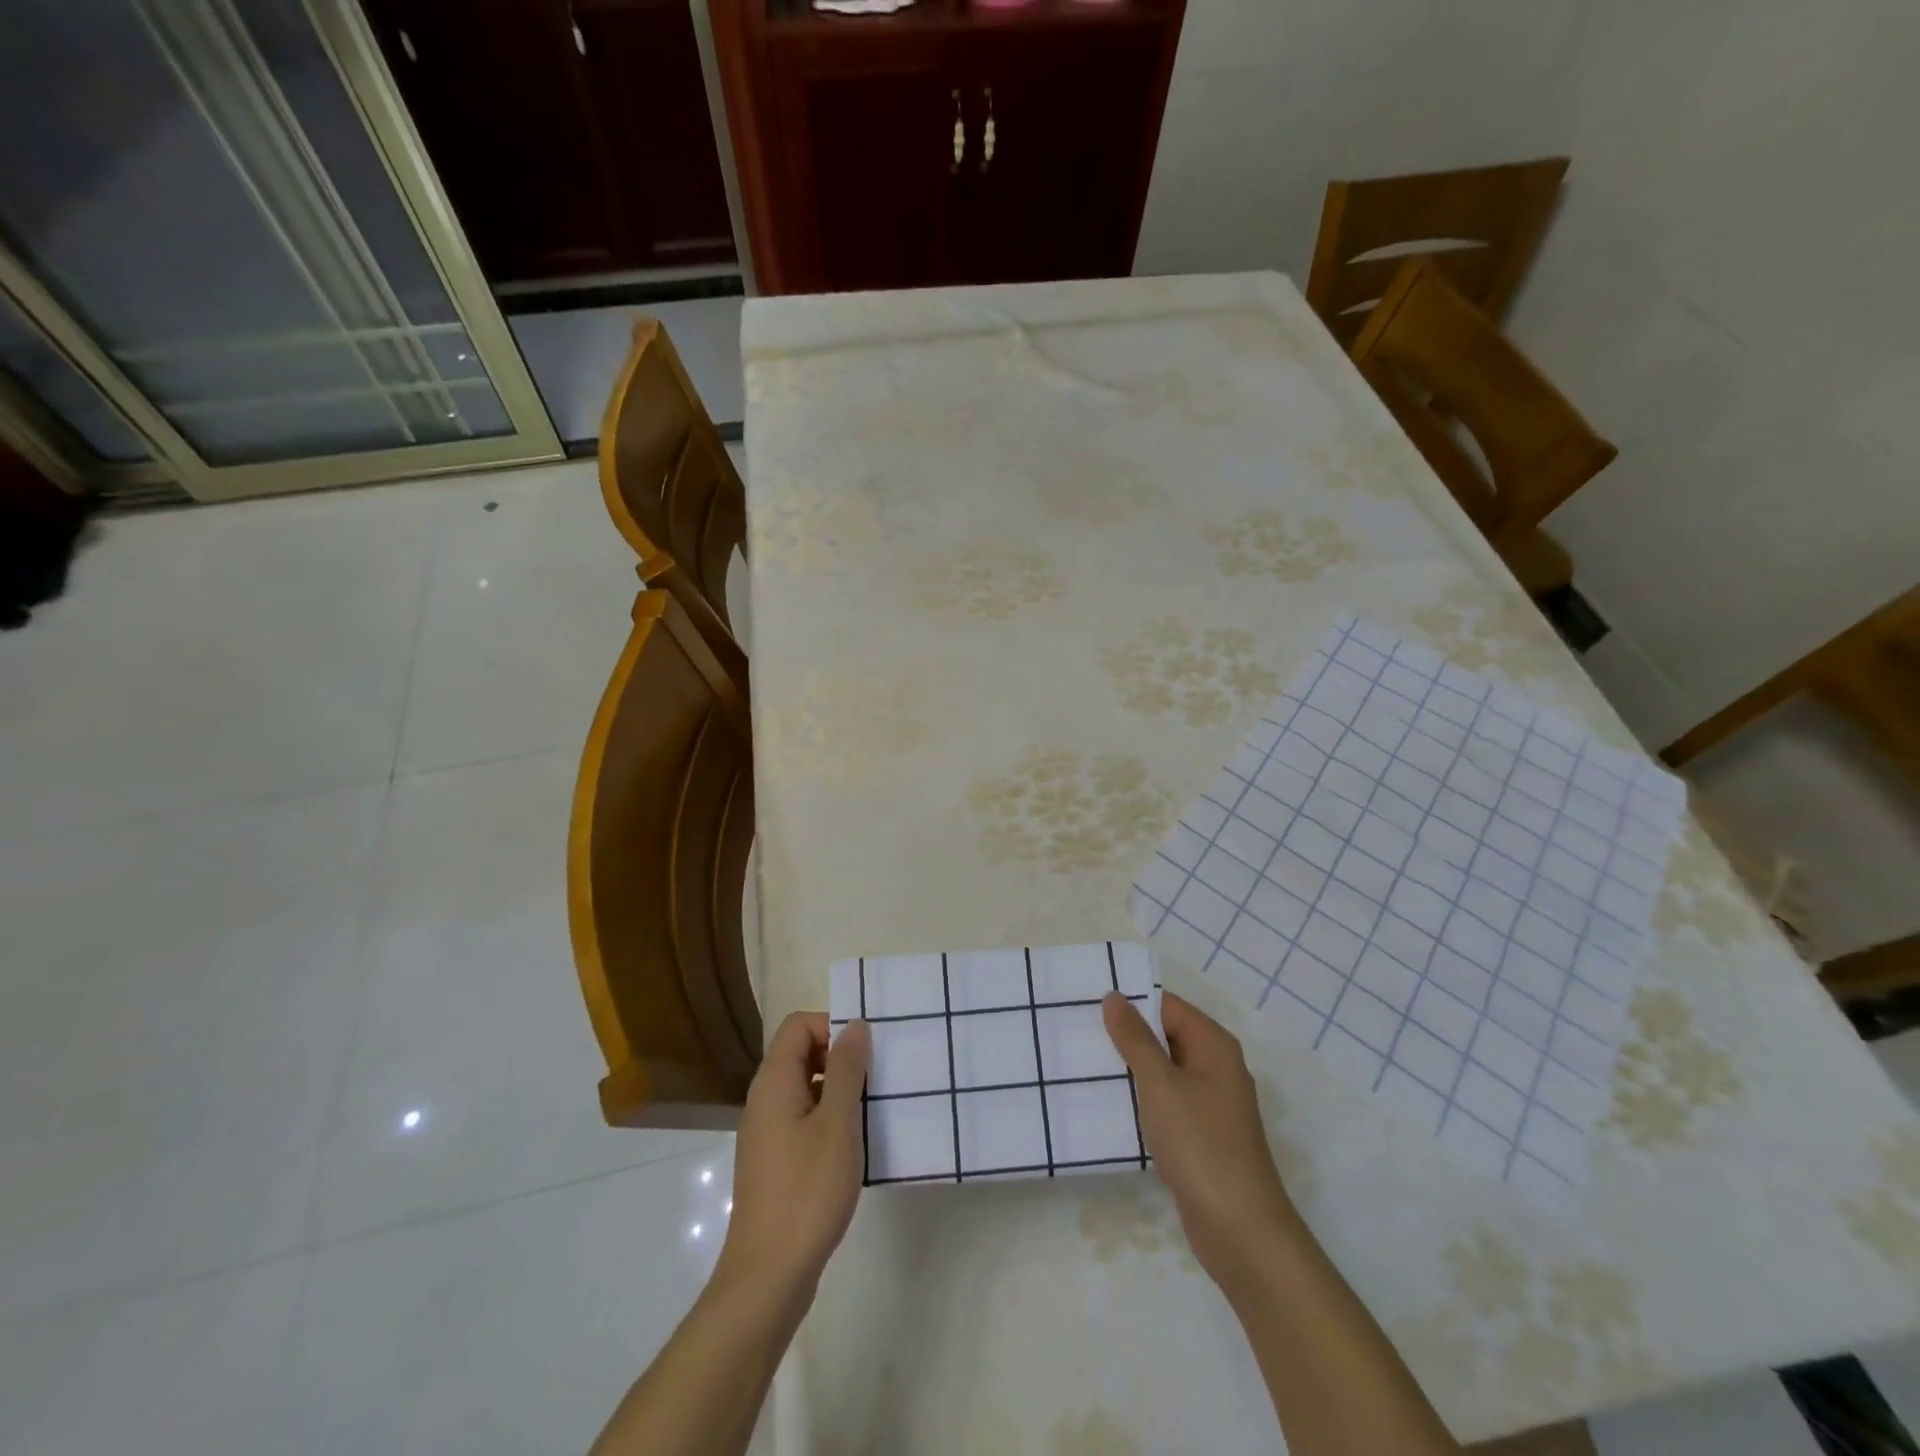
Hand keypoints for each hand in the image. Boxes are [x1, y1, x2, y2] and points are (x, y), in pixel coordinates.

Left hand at [717, 1013, 870, 1301]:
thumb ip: (847, 1070)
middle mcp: (764, 1100)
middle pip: (800, 1053)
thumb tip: (855, 1025)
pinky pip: (803, 1118)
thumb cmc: (806, 1191)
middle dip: (840, 1056)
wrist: (768, 1276)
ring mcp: (767, 1132)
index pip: (798, 1025)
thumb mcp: (837, 1123)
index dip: (832, 1025)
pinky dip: (829, 1118)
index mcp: (774, 1082)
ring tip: (874, 1109)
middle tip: (877, 1077)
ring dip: (838, 1089)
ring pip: (805, 1087)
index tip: (865, 1052)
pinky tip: (855, 1144)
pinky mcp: (775, 1161)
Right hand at [1103, 990, 1300, 1292]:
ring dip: (1131, 1068)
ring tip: (1083, 1063)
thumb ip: (1135, 1039)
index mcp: (1213, 1045)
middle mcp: (1216, 1066)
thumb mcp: (1161, 1084)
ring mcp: (1210, 1103)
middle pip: (1166, 1036)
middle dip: (1126, 1034)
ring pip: (1164, 1071)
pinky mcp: (1201, 1134)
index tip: (1088, 1002)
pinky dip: (1141, 1098)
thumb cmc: (1201, 1144)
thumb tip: (1115, 997)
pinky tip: (1108, 1104)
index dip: (1131, 1001)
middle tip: (1077, 1030)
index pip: (1167, 1006)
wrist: (1240, 1229)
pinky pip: (1166, 1101)